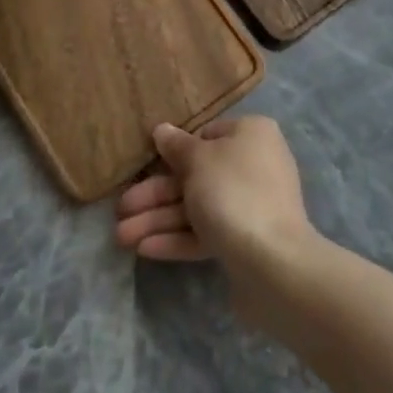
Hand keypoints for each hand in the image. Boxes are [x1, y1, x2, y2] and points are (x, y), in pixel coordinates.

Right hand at [114, 117, 320, 298]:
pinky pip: (206, 233)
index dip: (174, 151)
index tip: (145, 165)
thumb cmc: (232, 192)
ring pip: (197, 207)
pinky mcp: (246, 241)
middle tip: (119, 209)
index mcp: (250, 135)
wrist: (273, 262)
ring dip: (157, 220)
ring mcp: (251, 205)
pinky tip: (143, 249)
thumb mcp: (198, 160)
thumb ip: (177, 146)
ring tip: (120, 237)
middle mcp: (254, 165)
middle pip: (195, 176)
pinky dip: (176, 238)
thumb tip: (162, 130)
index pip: (206, 135)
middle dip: (154, 195)